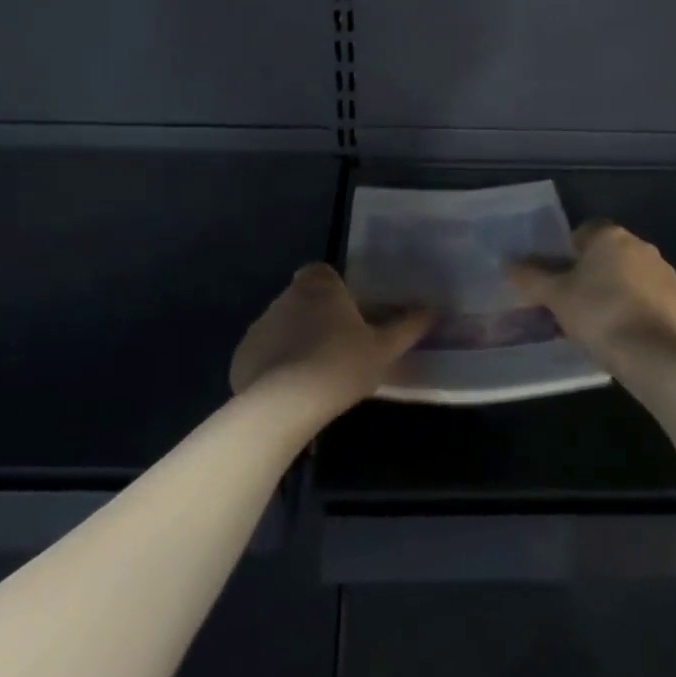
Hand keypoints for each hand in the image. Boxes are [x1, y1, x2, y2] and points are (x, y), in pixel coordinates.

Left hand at [230, 263, 432, 405]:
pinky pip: (265, 353)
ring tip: (317, 374)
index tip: (349, 312)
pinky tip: (292, 390)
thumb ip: (407, 327)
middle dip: (318, 316)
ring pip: (283, 325)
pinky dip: (276, 364)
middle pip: (303, 298)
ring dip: (296, 341)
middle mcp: (286, 297)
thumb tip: (432, 309)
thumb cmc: (340, 365)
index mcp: (320, 287)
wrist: (283, 404)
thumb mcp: (384, 349)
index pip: (322, 272)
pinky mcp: (243, 355)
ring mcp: (260, 325)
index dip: (335, 288)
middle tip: (341, 347)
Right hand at [508, 221, 675, 365]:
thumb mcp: (555, 297)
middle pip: (611, 253)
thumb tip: (508, 262)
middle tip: (576, 302)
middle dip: (595, 272)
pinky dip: (642, 310)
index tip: (561, 279)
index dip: (569, 252)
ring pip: (634, 276)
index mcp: (611, 237)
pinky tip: (629, 333)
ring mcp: (667, 274)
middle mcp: (642, 247)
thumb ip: (531, 276)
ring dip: (620, 290)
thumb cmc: (597, 315)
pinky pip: (655, 299)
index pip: (585, 231)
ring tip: (603, 322)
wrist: (652, 355)